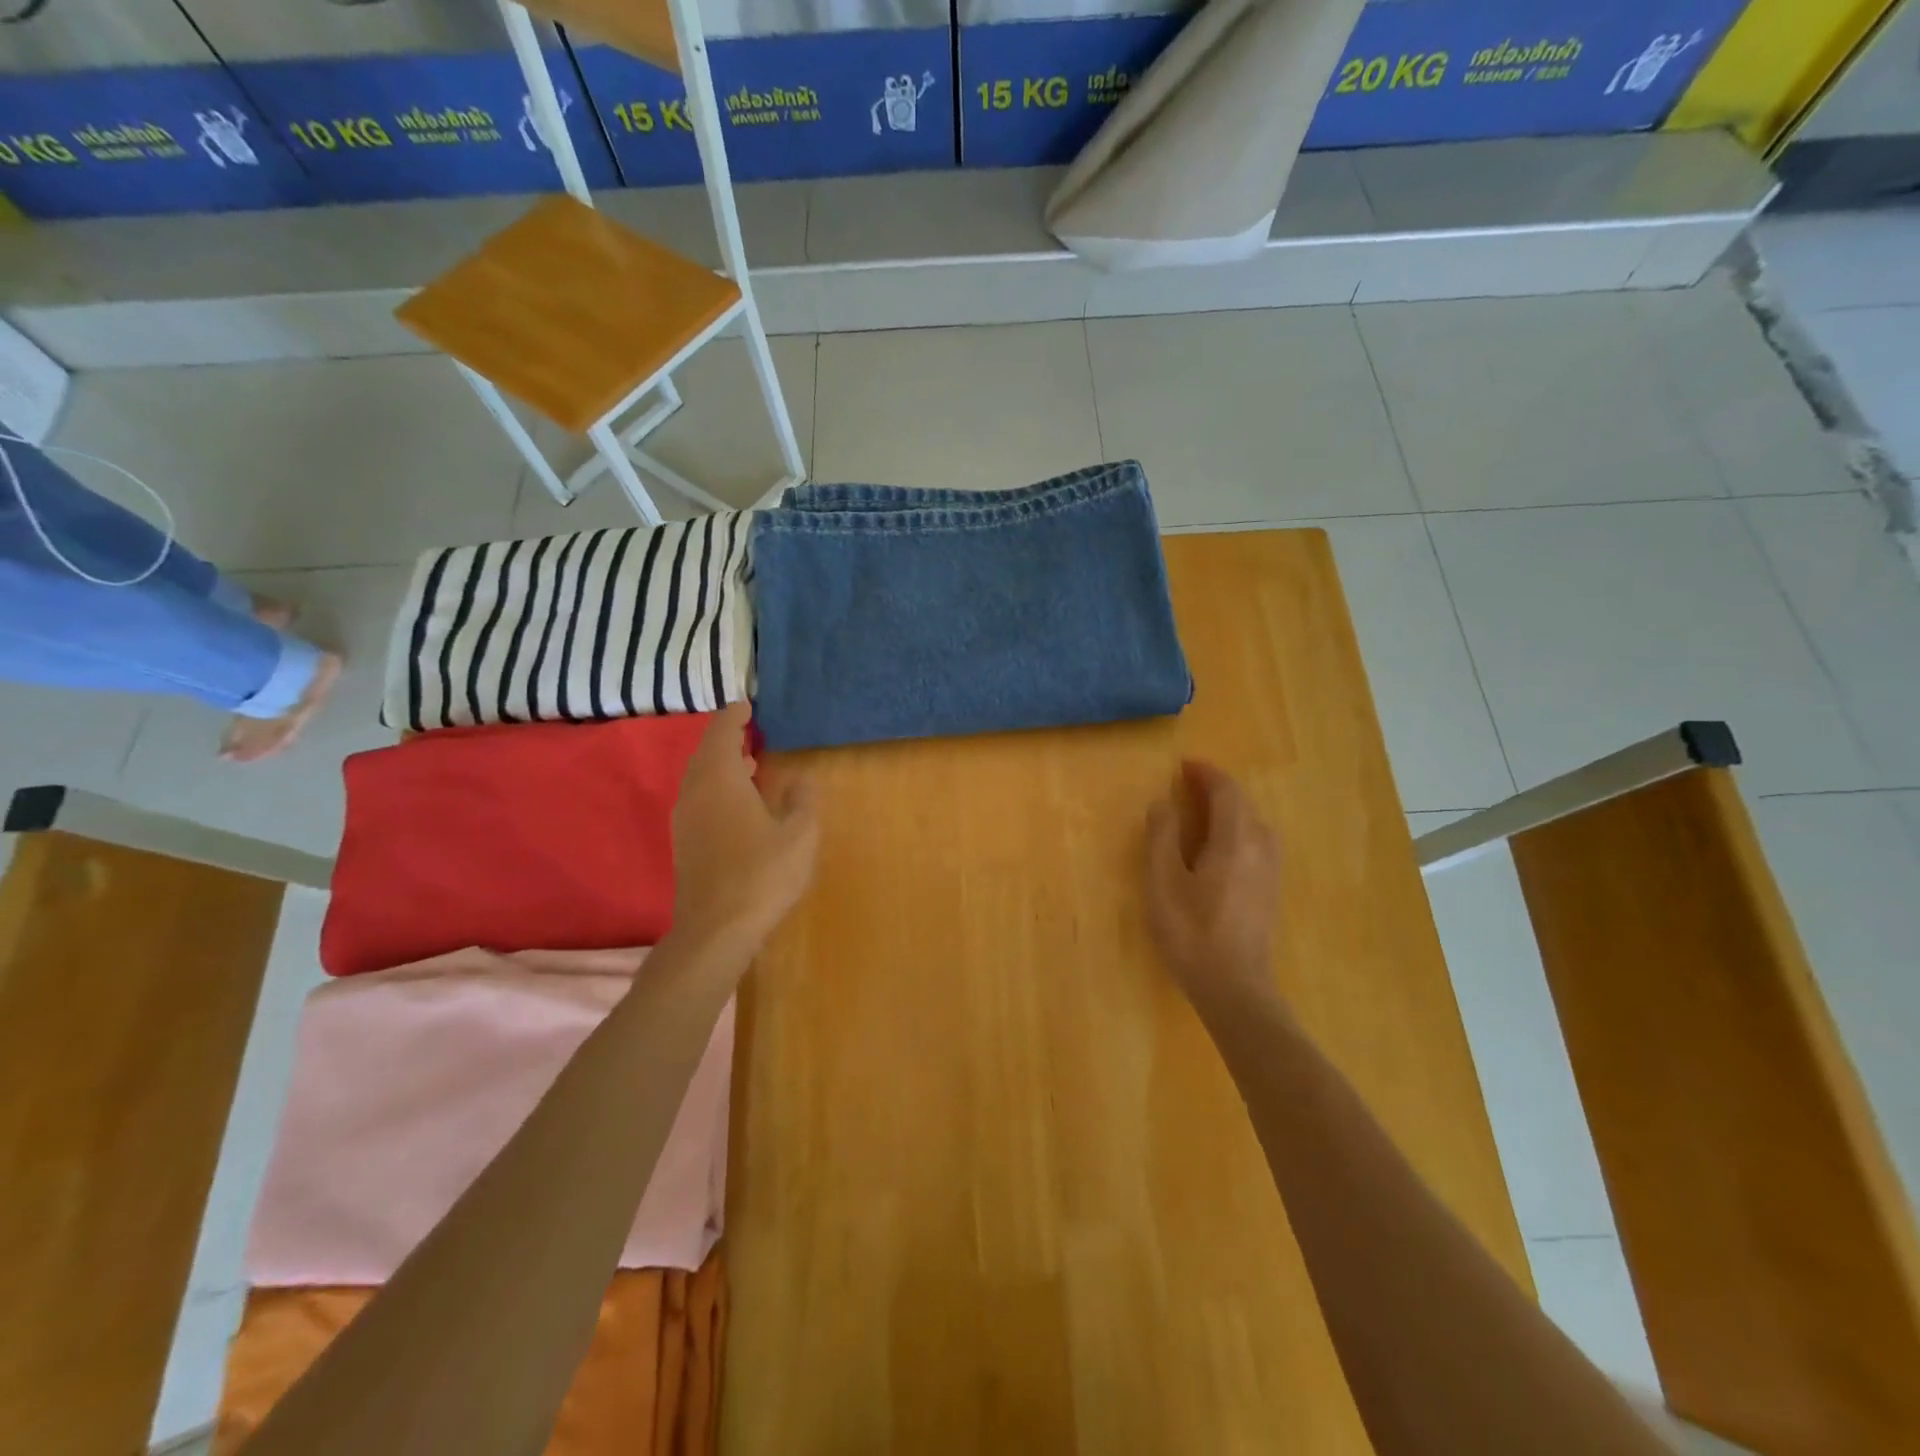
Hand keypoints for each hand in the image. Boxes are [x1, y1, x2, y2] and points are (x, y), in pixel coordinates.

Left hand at [671, 703, 818, 952]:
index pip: (721, 732)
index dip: (734, 716)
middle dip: (726, 739)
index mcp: (720, 780)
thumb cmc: (762, 874)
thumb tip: (803, 778)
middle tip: (750, 732)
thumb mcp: (800, 834)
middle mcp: (695, 792)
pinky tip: (738, 804)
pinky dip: (716, 788)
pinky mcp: (684, 843)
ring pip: (699, 778)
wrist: (715, 929)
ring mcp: (685, 819)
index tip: (747, 705)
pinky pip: (698, 799)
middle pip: (705, 753)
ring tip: (749, 763)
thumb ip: (802, 799)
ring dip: (721, 765)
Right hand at [1144, 760, 1281, 1009]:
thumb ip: (1162, 837)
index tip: (1184, 765)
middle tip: (1188, 785)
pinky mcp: (1270, 891)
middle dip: (1217, 788)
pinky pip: (1258, 843)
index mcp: (1235, 840)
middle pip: (1244, 805)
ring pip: (1254, 824)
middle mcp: (1260, 848)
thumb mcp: (1163, 882)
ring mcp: (1270, 871)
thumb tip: (1164, 802)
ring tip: (1203, 811)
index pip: (1226, 792)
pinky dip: (1239, 829)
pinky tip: (1221, 847)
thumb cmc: (1191, 932)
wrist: (1234, 987)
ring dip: (1231, 809)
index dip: (1206, 773)